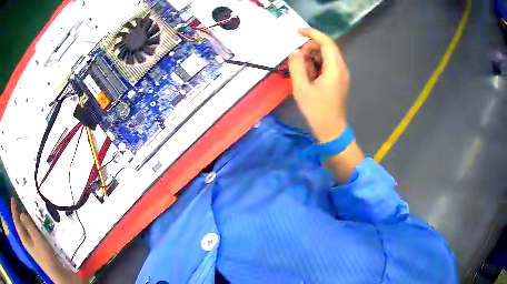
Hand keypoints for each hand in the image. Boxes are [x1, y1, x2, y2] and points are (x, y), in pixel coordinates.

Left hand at [10, 199, 82, 283]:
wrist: (57, 273)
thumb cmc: (46, 255)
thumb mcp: (37, 238)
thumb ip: (28, 225)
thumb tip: (22, 214)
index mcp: (23, 238)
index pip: (16, 221)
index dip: (13, 210)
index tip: (13, 199)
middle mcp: (25, 241)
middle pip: (18, 225)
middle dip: (16, 214)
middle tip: (16, 203)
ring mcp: (30, 246)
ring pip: (22, 230)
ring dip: (20, 220)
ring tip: (21, 211)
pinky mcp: (35, 249)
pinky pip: (27, 234)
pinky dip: (25, 227)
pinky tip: (29, 225)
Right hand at [289, 28, 349, 142]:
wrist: (330, 128)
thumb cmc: (316, 110)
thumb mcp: (301, 88)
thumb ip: (296, 67)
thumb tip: (294, 52)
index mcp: (334, 69)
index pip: (327, 43)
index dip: (313, 34)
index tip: (297, 32)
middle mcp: (341, 68)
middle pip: (327, 47)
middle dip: (310, 47)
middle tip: (296, 58)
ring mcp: (341, 74)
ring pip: (327, 55)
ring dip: (312, 56)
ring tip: (301, 68)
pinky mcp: (338, 79)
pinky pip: (327, 64)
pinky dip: (316, 63)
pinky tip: (308, 74)